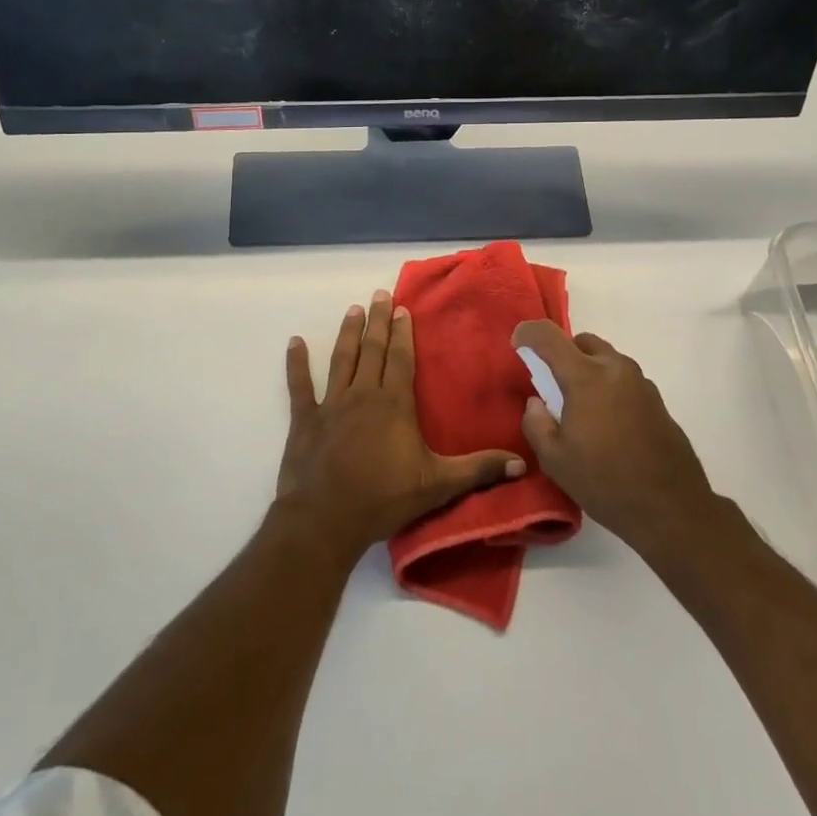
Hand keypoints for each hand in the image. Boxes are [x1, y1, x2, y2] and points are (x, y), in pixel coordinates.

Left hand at [278, 291, 526, 560]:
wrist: (326, 520)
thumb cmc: (384, 499)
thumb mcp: (438, 485)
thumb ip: (478, 470)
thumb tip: (522, 463)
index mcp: (394, 404)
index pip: (401, 359)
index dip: (402, 333)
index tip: (402, 309)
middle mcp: (363, 395)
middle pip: (372, 351)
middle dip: (377, 322)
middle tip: (379, 295)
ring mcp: (331, 405)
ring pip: (342, 359)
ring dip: (348, 333)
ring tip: (353, 310)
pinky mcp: (305, 420)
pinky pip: (299, 386)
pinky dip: (296, 363)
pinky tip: (294, 342)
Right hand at [515, 320, 717, 558]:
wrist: (671, 508)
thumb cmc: (605, 482)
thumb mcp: (555, 460)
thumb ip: (536, 423)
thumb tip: (537, 402)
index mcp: (586, 377)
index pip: (549, 336)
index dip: (528, 333)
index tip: (517, 344)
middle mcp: (615, 368)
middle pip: (582, 342)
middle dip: (563, 354)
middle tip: (552, 384)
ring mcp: (641, 382)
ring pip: (606, 359)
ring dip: (588, 371)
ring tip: (581, 408)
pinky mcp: (657, 400)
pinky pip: (624, 380)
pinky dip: (609, 388)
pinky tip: (607, 424)